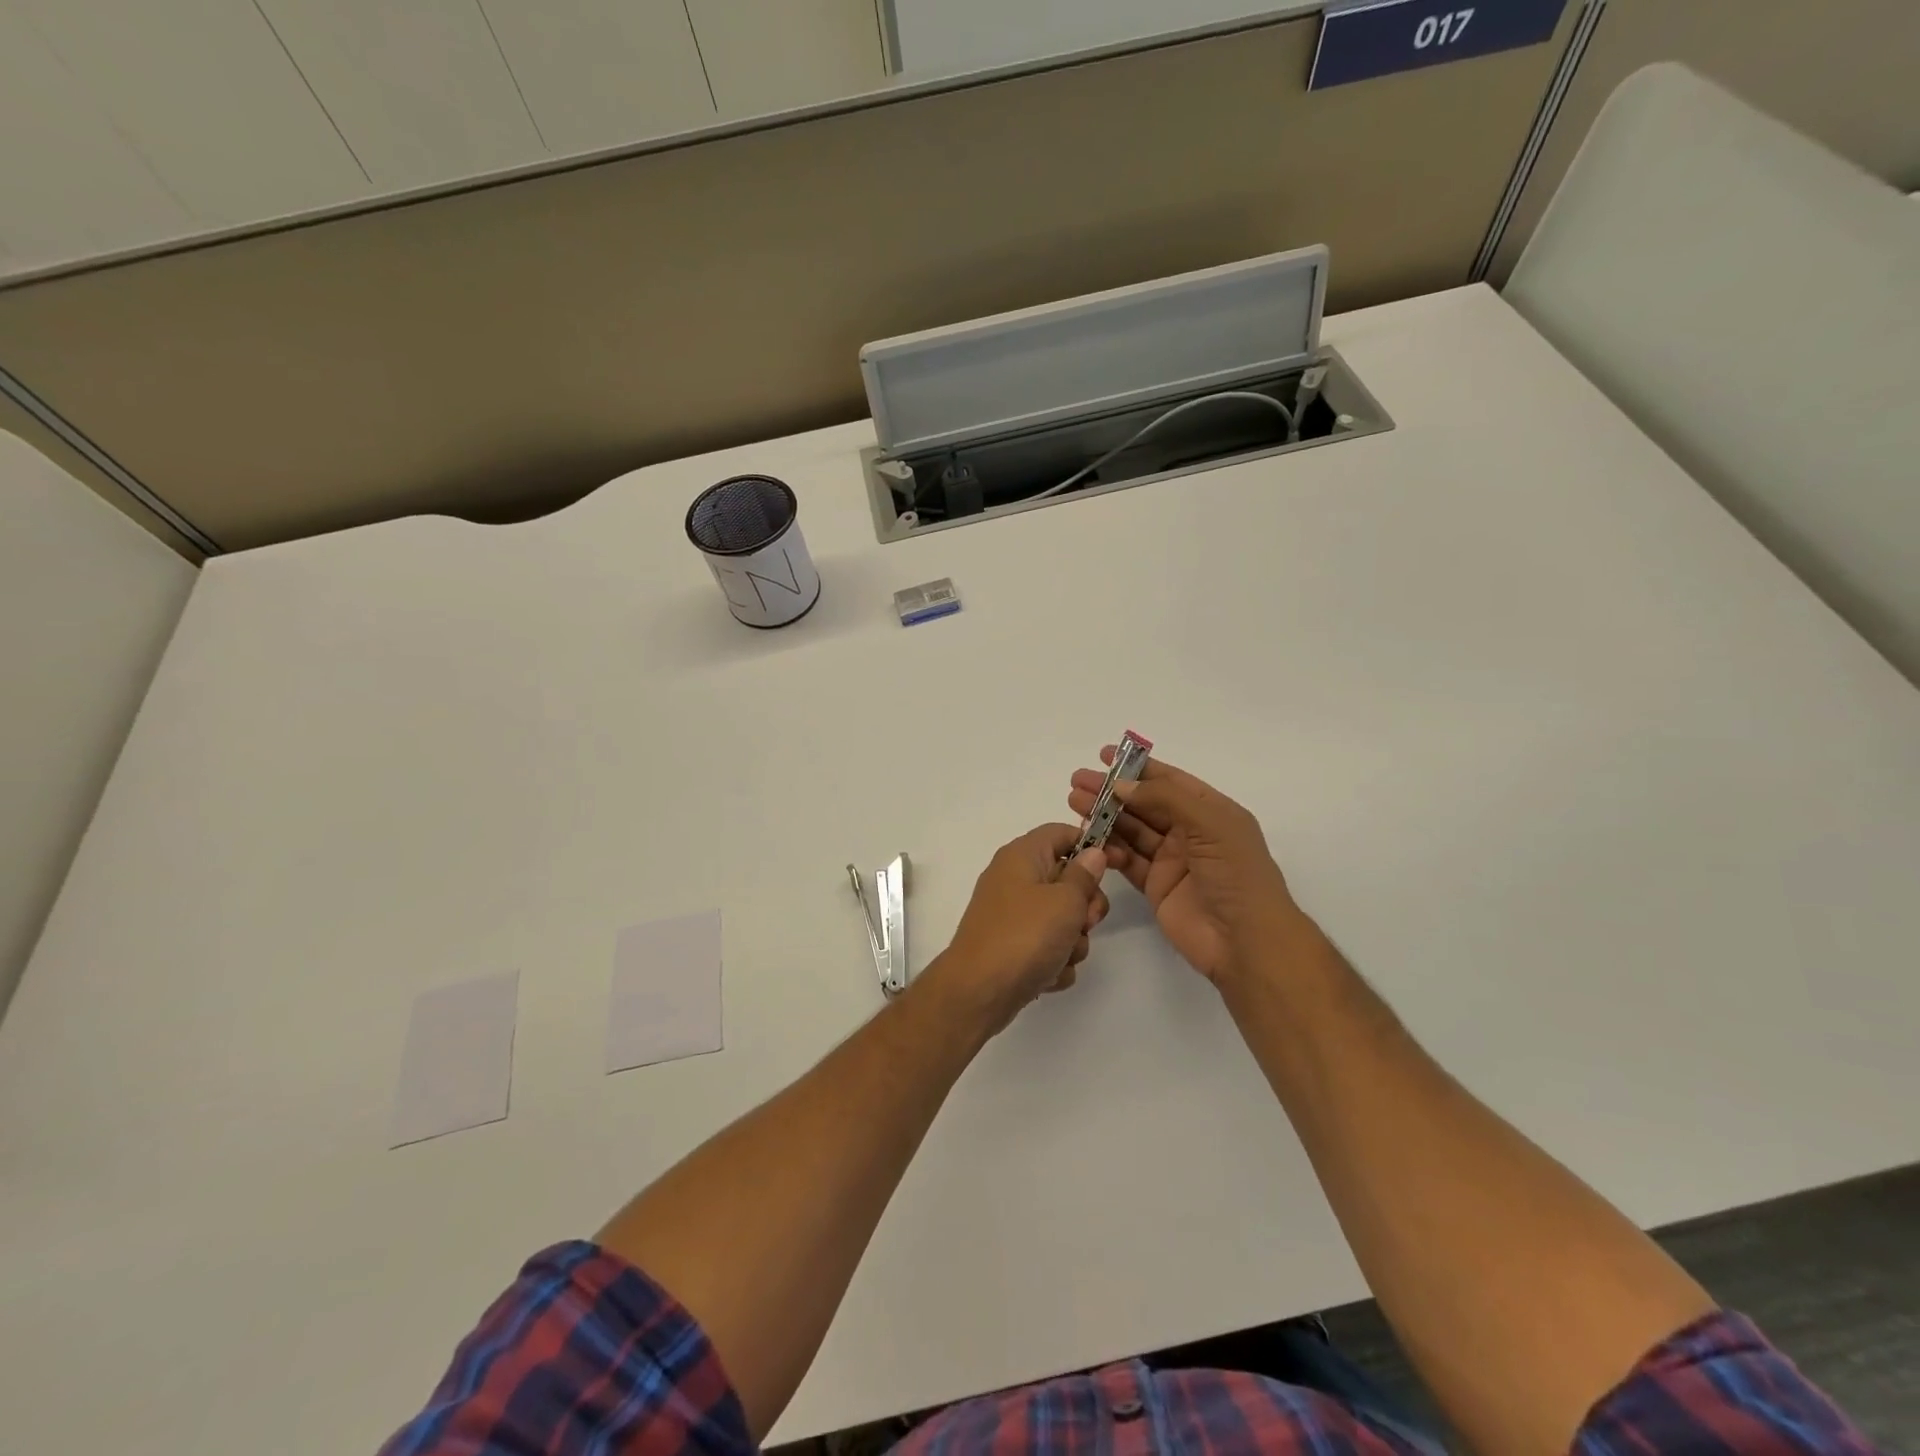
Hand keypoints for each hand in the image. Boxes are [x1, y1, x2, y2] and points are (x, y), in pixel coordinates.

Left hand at [927, 825, 1110, 1036]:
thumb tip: (1092, 853)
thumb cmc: (1025, 936)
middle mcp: (1014, 879)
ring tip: (1060, 955)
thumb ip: (1084, 875)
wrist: (979, 992)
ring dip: (1072, 941)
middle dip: (1085, 906)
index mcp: (1022, 856)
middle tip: (1084, 923)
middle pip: (1068, 880)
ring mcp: (1013, 915)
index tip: (1119, 865)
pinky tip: (1047, 974)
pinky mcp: (1013, 947)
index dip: (1092, 845)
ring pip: (1062, 919)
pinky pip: (1048, 947)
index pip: (1062, 833)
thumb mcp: (1065, 900)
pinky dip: (1054, 961)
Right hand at [1068, 750, 1307, 985]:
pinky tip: (1092, 843)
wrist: (1246, 941)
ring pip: (1132, 831)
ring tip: (1074, 805)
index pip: (1169, 780)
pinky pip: (1128, 862)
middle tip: (1078, 782)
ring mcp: (1172, 860)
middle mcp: (1190, 832)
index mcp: (1210, 811)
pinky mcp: (1156, 887)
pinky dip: (1110, 851)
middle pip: (1144, 804)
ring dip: (1105, 817)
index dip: (1137, 767)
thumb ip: (1165, 798)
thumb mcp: (1209, 823)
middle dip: (1112, 792)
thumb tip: (1121, 785)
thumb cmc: (1236, 874)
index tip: (1103, 755)